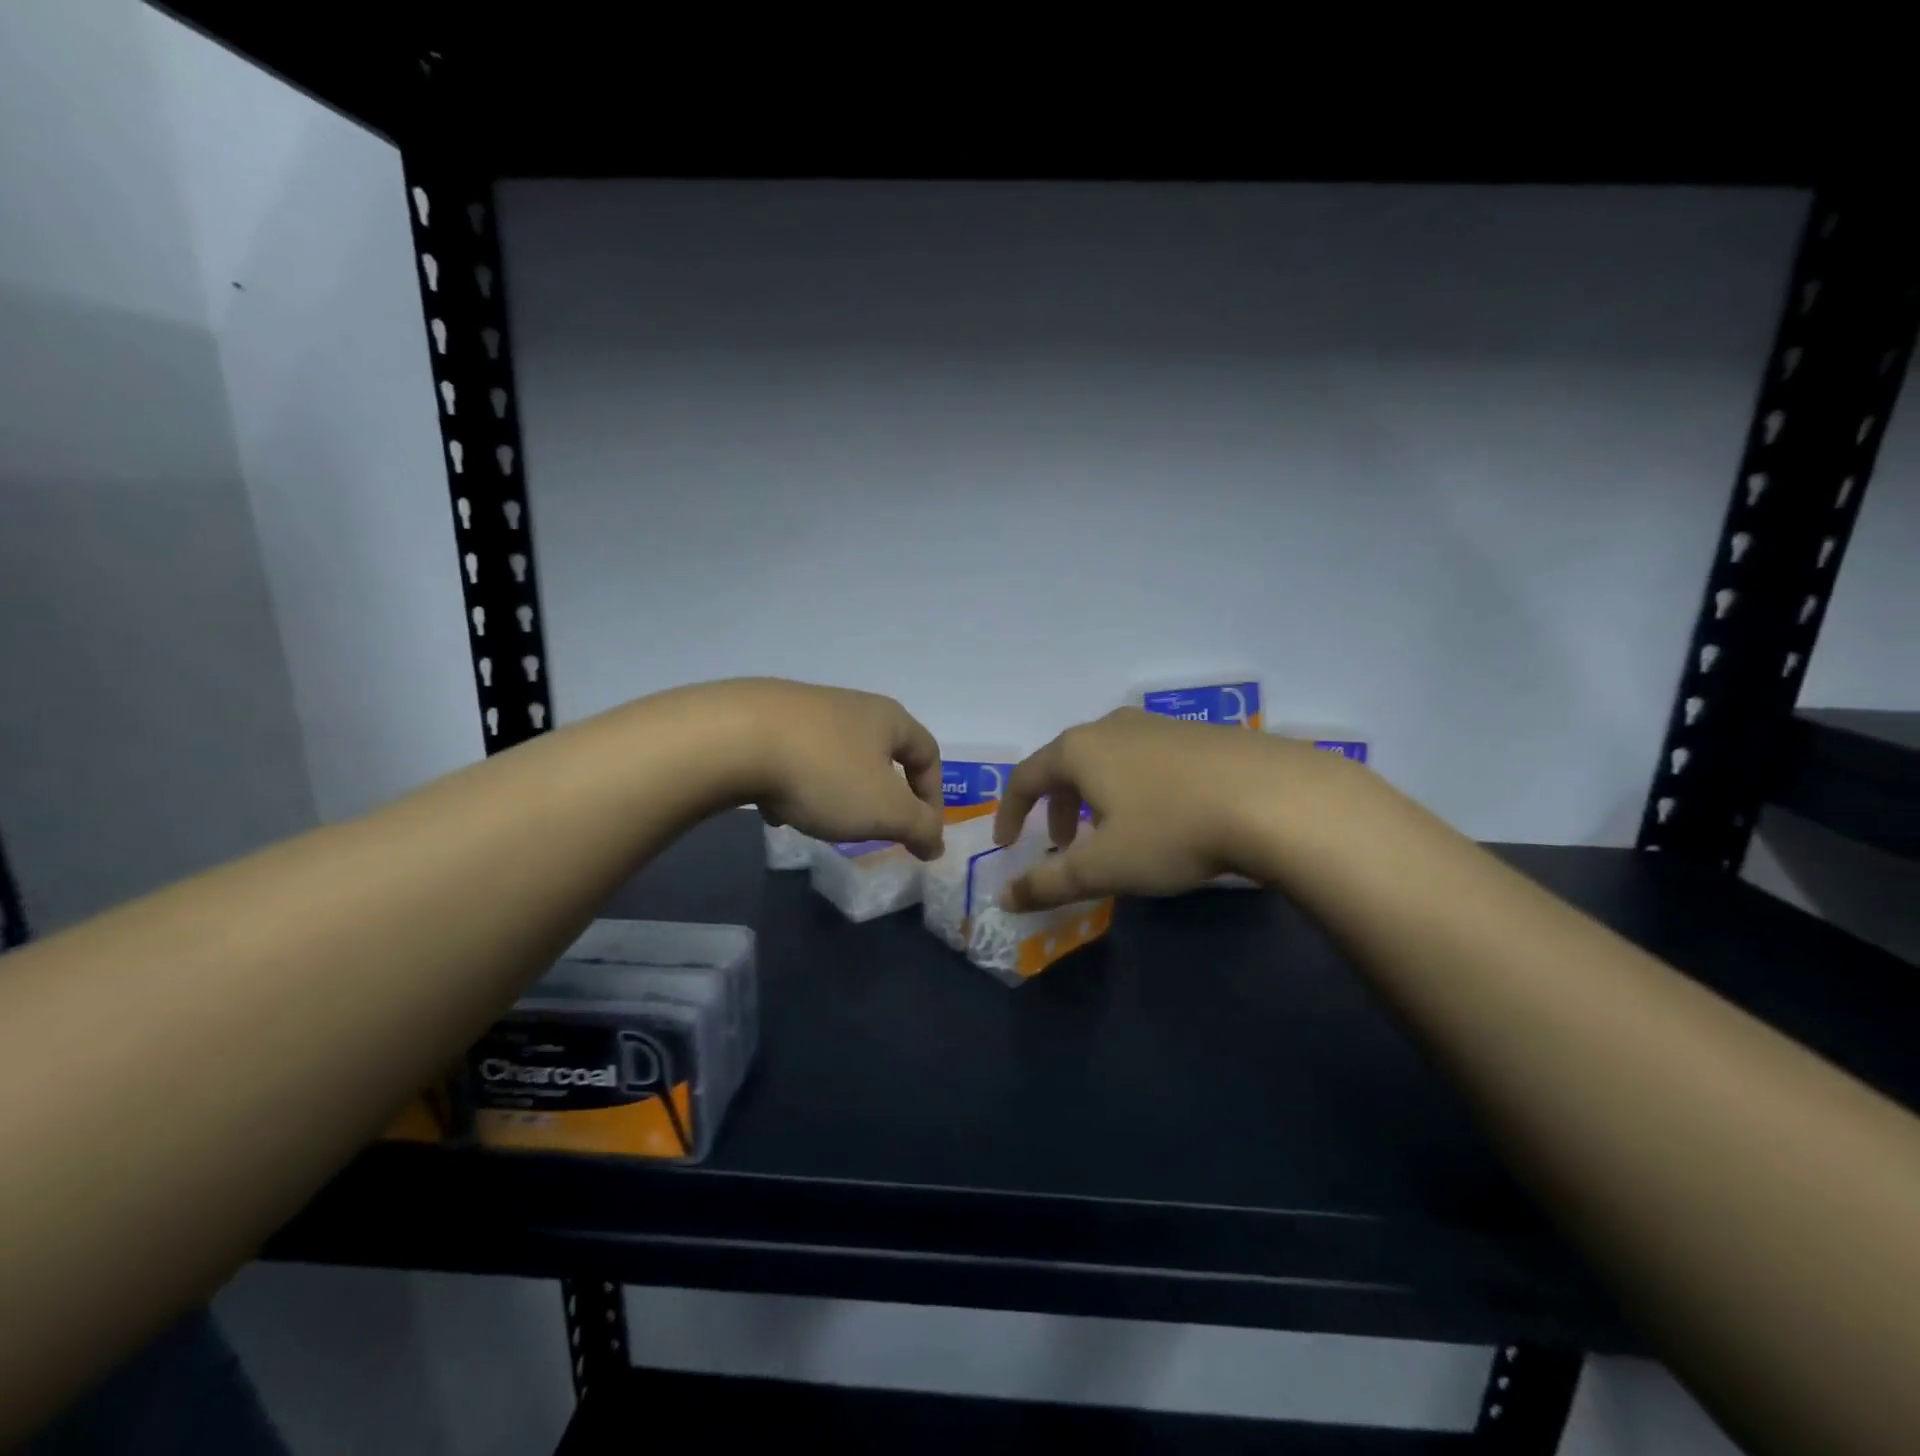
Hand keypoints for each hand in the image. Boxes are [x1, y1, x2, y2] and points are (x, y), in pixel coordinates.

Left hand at [722, 679, 945, 860]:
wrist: (733, 738)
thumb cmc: (825, 773)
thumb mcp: (885, 810)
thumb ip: (920, 827)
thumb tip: (937, 842)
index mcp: (887, 719)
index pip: (927, 753)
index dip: (934, 794)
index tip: (922, 832)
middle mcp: (850, 705)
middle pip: (880, 752)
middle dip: (880, 793)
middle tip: (874, 826)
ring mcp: (803, 708)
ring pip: (834, 755)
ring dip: (836, 789)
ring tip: (821, 819)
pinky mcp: (761, 718)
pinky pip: (793, 756)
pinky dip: (794, 784)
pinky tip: (775, 807)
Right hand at [991, 708, 1335, 908]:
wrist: (1276, 799)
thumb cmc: (1171, 830)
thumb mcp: (1102, 867)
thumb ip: (1048, 884)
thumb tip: (1005, 898)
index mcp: (1080, 749)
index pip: (1027, 776)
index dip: (1010, 812)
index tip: (1007, 844)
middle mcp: (1115, 727)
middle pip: (1067, 764)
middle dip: (1056, 807)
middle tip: (1061, 844)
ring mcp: (1162, 726)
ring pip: (1110, 761)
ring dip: (1096, 799)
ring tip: (1113, 834)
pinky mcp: (1202, 735)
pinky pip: (1148, 762)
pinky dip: (1135, 790)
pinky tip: (1165, 819)